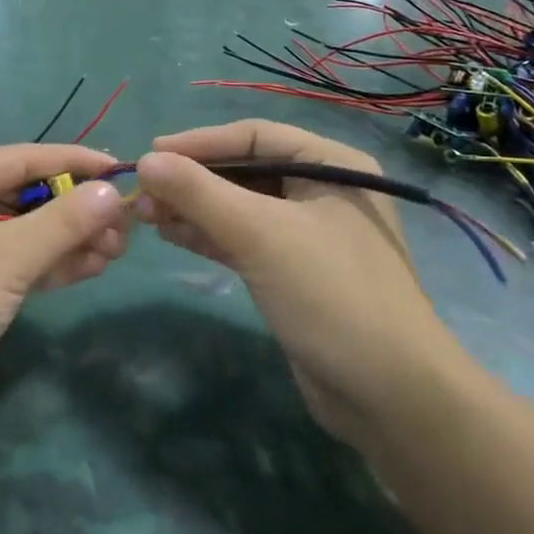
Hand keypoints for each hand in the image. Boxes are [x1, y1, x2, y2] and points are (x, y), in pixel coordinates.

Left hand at [0, 144, 129, 451]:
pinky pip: (20, 264)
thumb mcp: (4, 257)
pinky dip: (54, 264)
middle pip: (29, 195)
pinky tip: (94, 265)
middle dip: (77, 209)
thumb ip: (61, 222)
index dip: (75, 163)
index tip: (121, 170)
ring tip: (119, 248)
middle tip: (126, 225)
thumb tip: (112, 192)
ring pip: (28, 232)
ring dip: (72, 239)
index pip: (24, 158)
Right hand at [135, 121, 463, 448]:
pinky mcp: (293, 271)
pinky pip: (243, 239)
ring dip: (194, 208)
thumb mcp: (260, 234)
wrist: (390, 397)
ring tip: (146, 214)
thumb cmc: (330, 294)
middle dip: (192, 180)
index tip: (151, 154)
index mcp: (330, 164)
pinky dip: (208, 235)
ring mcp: (308, 234)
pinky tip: (171, 235)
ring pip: (239, 206)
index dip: (200, 142)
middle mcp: (321, 190)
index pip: (254, 136)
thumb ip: (199, 193)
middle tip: (143, 192)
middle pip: (244, 170)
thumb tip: (145, 161)